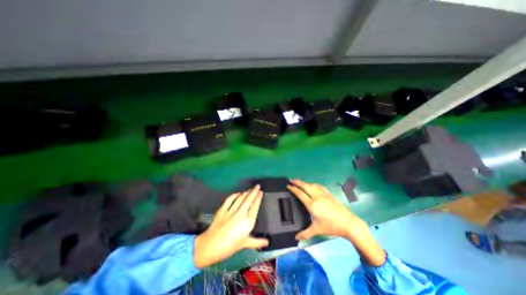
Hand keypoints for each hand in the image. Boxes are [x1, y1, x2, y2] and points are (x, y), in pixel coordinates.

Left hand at [193, 186, 268, 267]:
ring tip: (250, 189)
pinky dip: (234, 195)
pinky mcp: (222, 210)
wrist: (210, 247)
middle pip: (248, 200)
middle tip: (257, 186)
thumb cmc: (230, 246)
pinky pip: (229, 200)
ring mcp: (231, 211)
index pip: (255, 207)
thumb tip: (267, 242)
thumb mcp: (245, 244)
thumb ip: (257, 242)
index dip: (258, 198)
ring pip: (240, 198)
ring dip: (246, 192)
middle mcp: (240, 214)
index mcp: (247, 222)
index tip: (261, 192)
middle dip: (254, 192)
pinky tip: (238, 193)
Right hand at [288, 179, 384, 265]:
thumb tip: (296, 238)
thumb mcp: (317, 230)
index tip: (288, 186)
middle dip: (297, 182)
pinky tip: (313, 185)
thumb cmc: (331, 226)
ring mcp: (323, 194)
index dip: (293, 189)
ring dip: (304, 182)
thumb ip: (305, 233)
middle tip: (291, 180)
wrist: (349, 223)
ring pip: (312, 185)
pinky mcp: (329, 194)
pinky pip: (319, 186)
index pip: (300, 194)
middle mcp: (316, 197)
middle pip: (305, 186)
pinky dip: (313, 184)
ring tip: (300, 182)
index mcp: (312, 204)